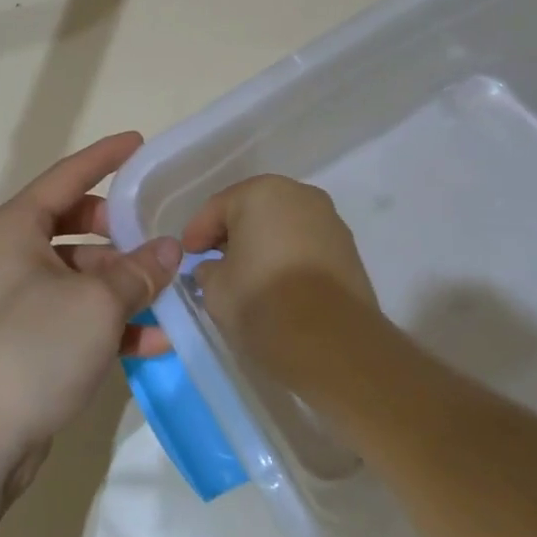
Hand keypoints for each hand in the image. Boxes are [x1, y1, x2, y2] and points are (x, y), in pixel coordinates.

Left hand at [0, 132, 182, 496]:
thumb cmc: (34, 348)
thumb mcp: (97, 302)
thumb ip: (139, 270)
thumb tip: (170, 248)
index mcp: (16, 228)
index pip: (66, 176)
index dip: (105, 157)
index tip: (139, 142)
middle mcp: (12, 255)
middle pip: (74, 223)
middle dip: (118, 228)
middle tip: (156, 230)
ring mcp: (17, 299)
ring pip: (79, 272)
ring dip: (122, 280)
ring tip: (168, 288)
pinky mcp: (27, 338)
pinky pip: (77, 313)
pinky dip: (111, 320)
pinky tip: (154, 339)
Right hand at [181, 175, 383, 388]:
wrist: (333, 343)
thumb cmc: (263, 303)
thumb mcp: (215, 289)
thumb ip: (208, 270)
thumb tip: (215, 268)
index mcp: (262, 193)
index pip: (219, 207)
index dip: (197, 231)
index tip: (187, 254)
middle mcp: (300, 196)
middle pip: (254, 211)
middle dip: (232, 234)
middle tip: (213, 260)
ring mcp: (330, 221)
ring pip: (283, 227)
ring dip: (263, 245)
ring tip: (247, 275)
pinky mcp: (349, 250)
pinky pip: (306, 245)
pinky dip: (287, 257)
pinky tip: (277, 284)